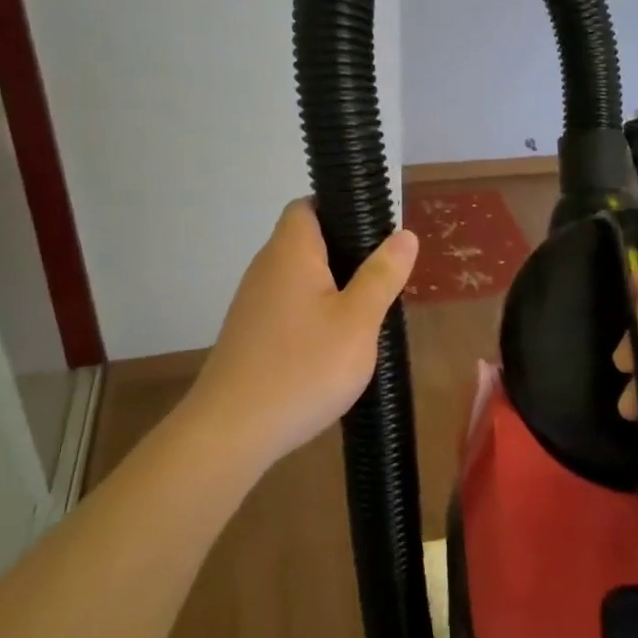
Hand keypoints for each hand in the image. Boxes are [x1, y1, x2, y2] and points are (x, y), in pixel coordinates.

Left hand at [186, 201, 417, 471]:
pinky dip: (314, 316)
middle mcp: (266, 269)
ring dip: (333, 289)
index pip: (308, 205)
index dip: (341, 209)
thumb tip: (404, 234)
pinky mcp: (250, 335)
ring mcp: (253, 304)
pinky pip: (290, 309)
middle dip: (347, 255)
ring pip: (300, 279)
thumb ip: (382, 275)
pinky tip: (335, 346)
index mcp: (290, 252)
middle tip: (384, 280)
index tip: (376, 233)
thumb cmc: (304, 367)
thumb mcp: (359, 320)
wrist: (233, 431)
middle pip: (307, 242)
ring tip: (367, 315)